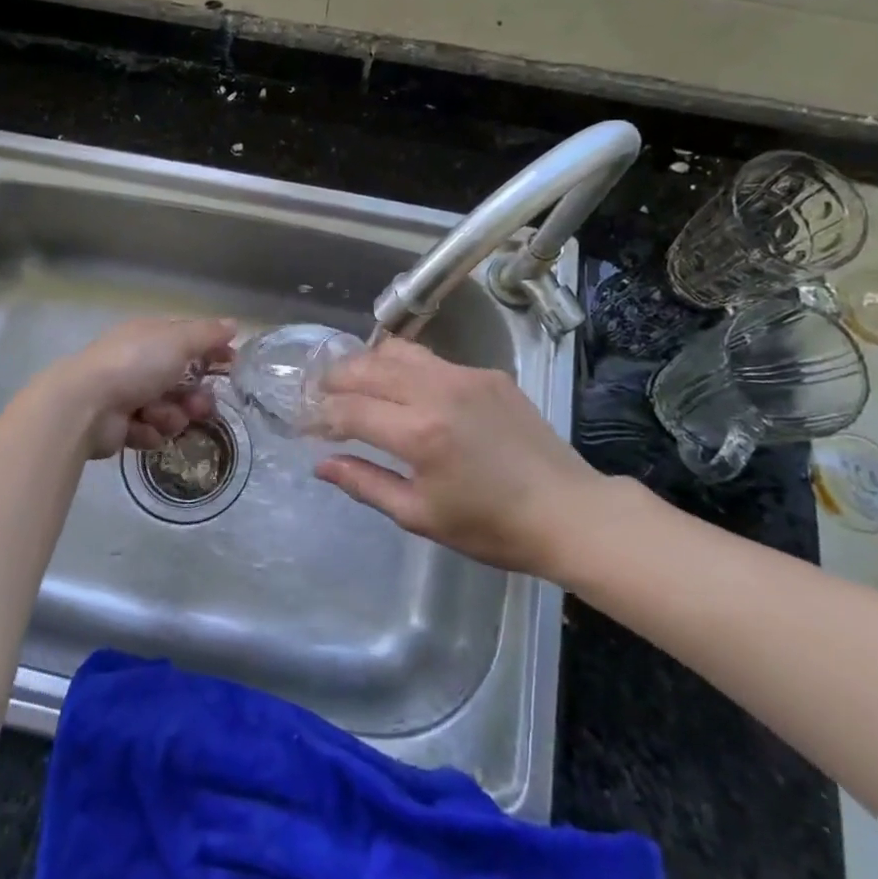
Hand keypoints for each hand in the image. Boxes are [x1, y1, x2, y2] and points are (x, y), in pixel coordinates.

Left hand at [48, 317, 237, 459]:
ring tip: (159, 417)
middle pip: (183, 381)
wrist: (85, 405)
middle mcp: (139, 363)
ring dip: (172, 416)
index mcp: (150, 336)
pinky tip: (141, 428)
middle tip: (200, 406)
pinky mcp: (121, 426)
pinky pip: (150, 431)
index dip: (212, 351)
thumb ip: (208, 334)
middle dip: (195, 396)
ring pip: (170, 410)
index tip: (232, 364)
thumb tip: (234, 324)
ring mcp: (128, 395)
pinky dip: (149, 431)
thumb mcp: (178, 340)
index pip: (188, 340)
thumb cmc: (135, 364)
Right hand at [311, 338, 608, 576]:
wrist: (568, 511)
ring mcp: (465, 376)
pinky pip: (432, 360)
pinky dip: (405, 368)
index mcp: (418, 433)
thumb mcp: (420, 516)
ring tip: (354, 383)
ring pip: (398, 351)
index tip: (308, 425)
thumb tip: (322, 464)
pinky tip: (404, 389)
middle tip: (320, 395)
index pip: (349, 409)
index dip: (321, 416)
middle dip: (335, 379)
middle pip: (367, 367)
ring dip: (368, 364)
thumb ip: (365, 484)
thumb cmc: (491, 527)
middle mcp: (437, 391)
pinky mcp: (487, 373)